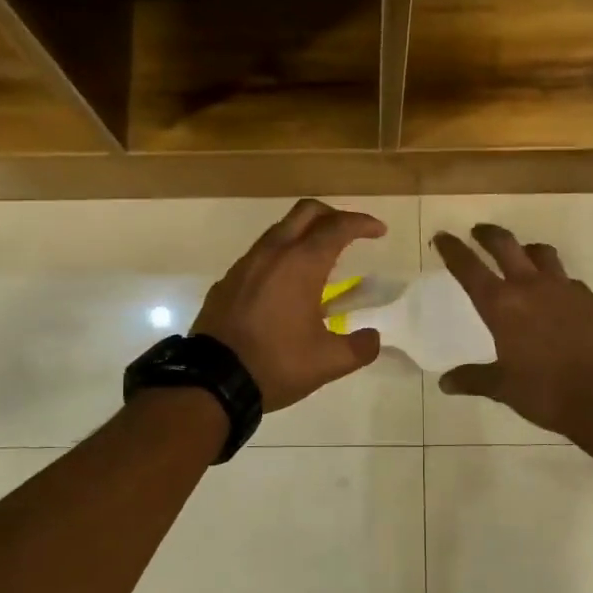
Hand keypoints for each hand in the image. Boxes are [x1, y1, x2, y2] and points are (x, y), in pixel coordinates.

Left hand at [194, 199, 385, 411]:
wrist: (212, 380)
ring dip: (304, 234)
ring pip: (279, 230)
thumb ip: (360, 347)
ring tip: (320, 262)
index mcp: (301, 264)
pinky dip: (281, 256)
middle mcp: (272, 253)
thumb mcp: (329, 362)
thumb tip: (372, 338)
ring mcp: (245, 264)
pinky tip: (286, 286)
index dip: (362, 223)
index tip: (379, 231)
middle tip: (350, 234)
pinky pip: (260, 254)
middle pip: (306, 212)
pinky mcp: (227, 281)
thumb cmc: (276, 364)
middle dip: (333, 215)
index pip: (337, 227)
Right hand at [432, 224, 592, 435]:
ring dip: (526, 249)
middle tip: (478, 231)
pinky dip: (555, 278)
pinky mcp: (591, 299)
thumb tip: (446, 383)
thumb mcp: (504, 388)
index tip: (442, 237)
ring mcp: (565, 289)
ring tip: (521, 255)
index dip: (452, 250)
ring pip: (542, 253)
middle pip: (506, 245)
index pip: (469, 268)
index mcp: (502, 305)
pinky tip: (556, 295)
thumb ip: (474, 379)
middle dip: (488, 235)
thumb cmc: (547, 392)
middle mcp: (531, 287)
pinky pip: (568, 279)